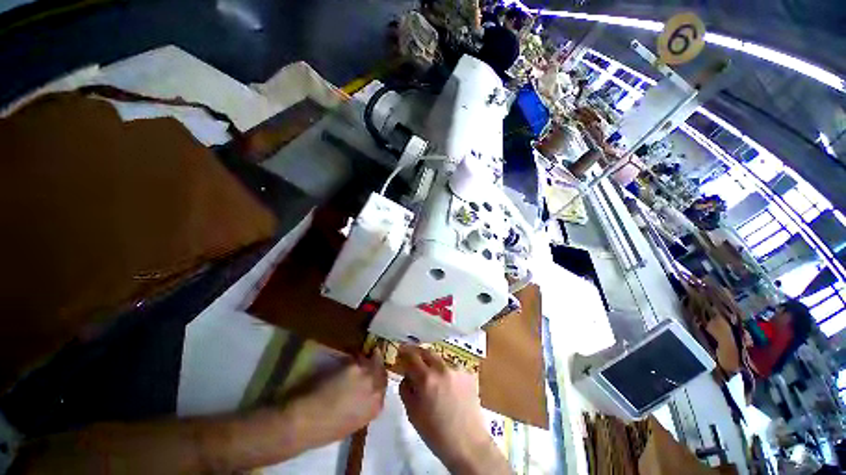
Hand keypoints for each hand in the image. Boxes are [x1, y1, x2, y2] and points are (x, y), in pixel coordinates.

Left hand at [282, 350, 387, 449]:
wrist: (308, 421)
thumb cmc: (325, 429)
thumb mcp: (351, 423)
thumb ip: (363, 406)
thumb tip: (361, 395)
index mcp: (375, 408)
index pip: (383, 388)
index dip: (378, 380)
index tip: (373, 376)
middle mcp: (376, 390)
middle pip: (382, 372)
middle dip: (377, 366)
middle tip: (371, 360)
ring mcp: (366, 376)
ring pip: (373, 361)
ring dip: (368, 359)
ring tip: (360, 357)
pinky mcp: (354, 366)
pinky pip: (359, 357)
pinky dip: (356, 356)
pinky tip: (350, 355)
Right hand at [397, 346, 509, 474]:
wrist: (468, 444)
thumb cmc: (436, 434)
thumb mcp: (412, 413)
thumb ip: (406, 389)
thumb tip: (406, 374)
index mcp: (426, 379)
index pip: (411, 356)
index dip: (404, 352)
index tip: (401, 351)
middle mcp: (442, 368)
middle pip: (426, 351)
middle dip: (418, 354)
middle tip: (414, 362)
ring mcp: (457, 369)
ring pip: (439, 359)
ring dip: (432, 364)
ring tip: (432, 378)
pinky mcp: (468, 373)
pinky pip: (451, 367)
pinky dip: (445, 372)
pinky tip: (447, 386)